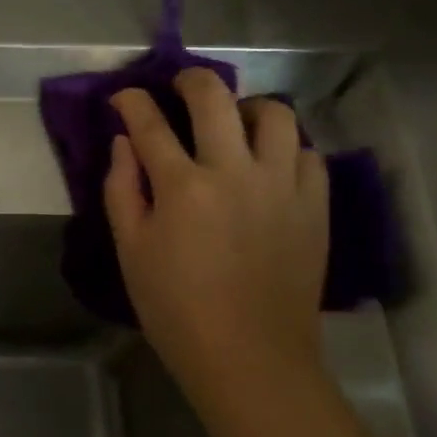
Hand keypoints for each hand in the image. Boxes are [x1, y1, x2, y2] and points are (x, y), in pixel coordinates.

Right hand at [105, 68, 328, 394]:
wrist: (249, 356)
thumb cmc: (175, 307)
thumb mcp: (130, 249)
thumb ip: (122, 189)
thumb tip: (123, 143)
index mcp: (182, 186)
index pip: (149, 123)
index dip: (132, 102)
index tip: (124, 97)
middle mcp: (235, 171)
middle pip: (214, 99)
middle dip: (190, 80)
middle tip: (179, 86)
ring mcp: (282, 186)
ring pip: (274, 115)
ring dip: (246, 108)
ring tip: (233, 123)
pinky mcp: (314, 206)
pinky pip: (306, 154)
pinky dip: (284, 148)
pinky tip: (267, 165)